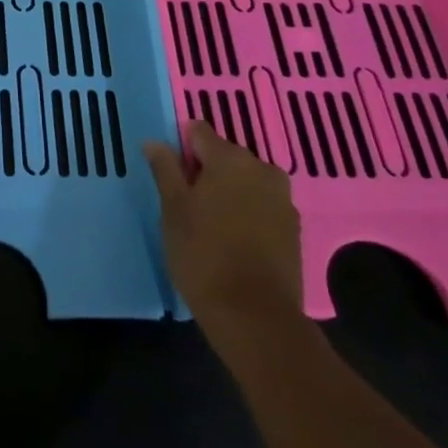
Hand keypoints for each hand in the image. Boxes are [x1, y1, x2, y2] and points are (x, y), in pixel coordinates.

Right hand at [143, 120, 302, 324]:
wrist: (255, 316)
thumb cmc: (203, 254)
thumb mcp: (173, 209)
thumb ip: (165, 169)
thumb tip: (154, 141)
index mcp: (229, 158)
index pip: (199, 131)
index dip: (182, 147)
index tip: (171, 175)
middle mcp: (261, 168)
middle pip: (225, 155)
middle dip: (206, 170)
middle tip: (187, 202)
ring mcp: (282, 199)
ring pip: (246, 181)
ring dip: (229, 191)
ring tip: (210, 223)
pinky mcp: (293, 228)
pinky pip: (263, 205)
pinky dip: (248, 212)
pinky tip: (234, 239)